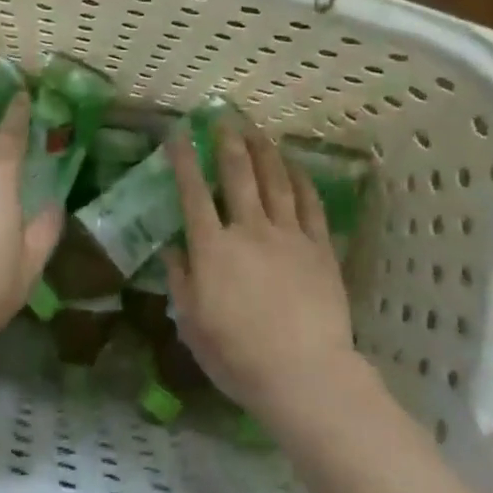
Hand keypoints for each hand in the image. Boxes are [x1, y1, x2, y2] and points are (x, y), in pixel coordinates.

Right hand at [164, 123, 356, 415]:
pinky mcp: (320, 247)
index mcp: (213, 248)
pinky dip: (301, 180)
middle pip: (238, 175)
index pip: (193, 193)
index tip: (178, 134)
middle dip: (228, 143)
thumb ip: (181, 281)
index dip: (184, 160)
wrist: (304, 374)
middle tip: (223, 119)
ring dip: (264, 152)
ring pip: (275, 181)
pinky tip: (296, 166)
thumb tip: (172, 248)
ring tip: (258, 131)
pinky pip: (310, 205)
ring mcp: (288, 235)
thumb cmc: (238, 356)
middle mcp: (249, 230)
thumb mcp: (193, 324)